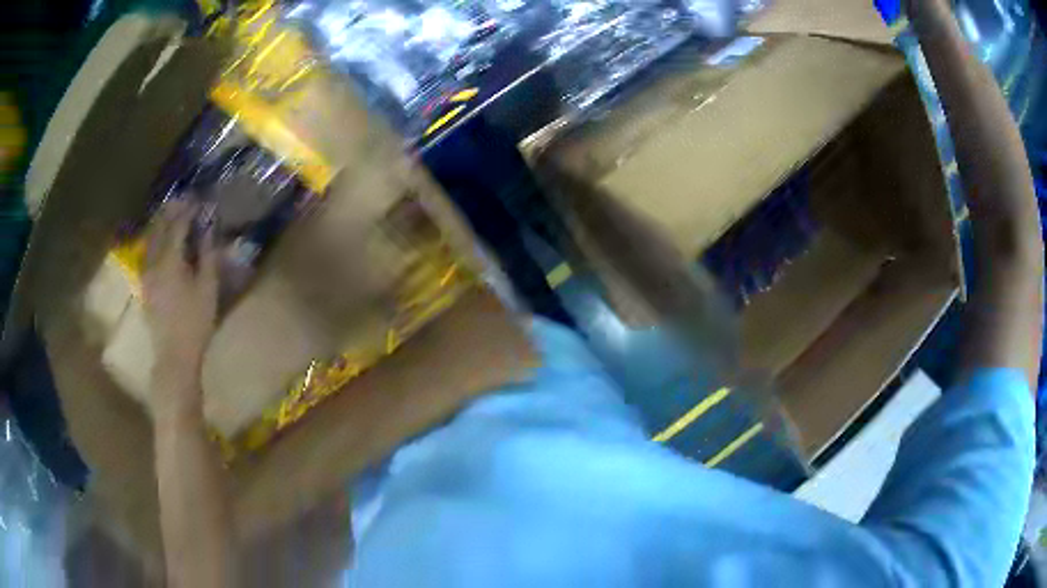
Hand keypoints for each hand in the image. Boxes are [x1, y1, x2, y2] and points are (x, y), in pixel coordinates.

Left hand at [142, 200, 219, 401]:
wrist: (174, 356)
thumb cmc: (195, 323)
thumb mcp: (208, 288)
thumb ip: (207, 255)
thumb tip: (207, 229)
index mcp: (170, 260)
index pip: (178, 225)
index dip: (188, 210)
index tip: (198, 199)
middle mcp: (154, 262)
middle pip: (160, 229)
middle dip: (171, 212)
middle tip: (182, 200)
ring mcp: (146, 274)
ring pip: (150, 240)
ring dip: (160, 224)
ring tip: (170, 213)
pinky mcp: (144, 286)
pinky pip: (147, 253)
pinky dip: (154, 240)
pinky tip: (159, 240)